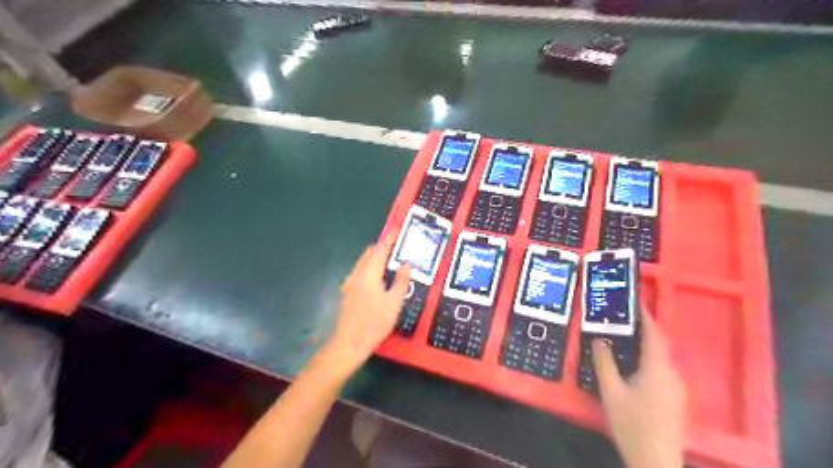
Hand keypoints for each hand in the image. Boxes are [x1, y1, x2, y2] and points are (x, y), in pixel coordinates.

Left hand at [320, 234, 409, 376]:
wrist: (349, 343)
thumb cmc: (375, 323)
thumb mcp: (394, 303)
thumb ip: (401, 281)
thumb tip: (406, 264)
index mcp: (369, 274)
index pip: (380, 250)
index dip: (388, 239)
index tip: (395, 230)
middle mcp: (357, 274)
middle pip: (369, 253)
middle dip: (382, 247)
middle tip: (397, 247)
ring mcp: (349, 283)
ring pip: (363, 262)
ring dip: (375, 258)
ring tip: (390, 262)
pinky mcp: (347, 292)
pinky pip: (360, 271)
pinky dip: (370, 267)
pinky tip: (379, 278)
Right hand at [596, 309, 686, 467]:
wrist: (656, 462)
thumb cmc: (632, 424)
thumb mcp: (611, 392)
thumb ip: (605, 363)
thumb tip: (600, 340)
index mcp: (658, 369)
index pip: (654, 334)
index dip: (645, 316)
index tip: (634, 301)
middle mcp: (672, 375)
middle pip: (660, 345)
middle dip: (643, 329)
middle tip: (622, 318)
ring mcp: (677, 389)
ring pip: (661, 359)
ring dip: (645, 345)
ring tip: (623, 338)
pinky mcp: (675, 400)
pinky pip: (661, 370)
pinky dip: (648, 360)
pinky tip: (632, 366)